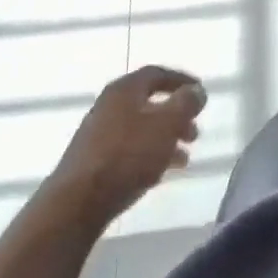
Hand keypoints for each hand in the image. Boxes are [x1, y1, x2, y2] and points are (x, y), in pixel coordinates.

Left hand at [47, 66, 206, 226]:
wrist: (76, 203)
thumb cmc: (127, 155)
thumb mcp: (166, 124)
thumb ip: (186, 103)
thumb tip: (197, 91)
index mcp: (125, 89)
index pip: (157, 74)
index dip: (181, 81)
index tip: (200, 93)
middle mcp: (109, 105)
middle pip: (149, 102)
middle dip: (175, 115)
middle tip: (194, 131)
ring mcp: (98, 134)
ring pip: (140, 129)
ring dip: (165, 138)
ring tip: (184, 157)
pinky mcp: (92, 162)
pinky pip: (128, 150)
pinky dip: (149, 155)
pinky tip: (161, 173)